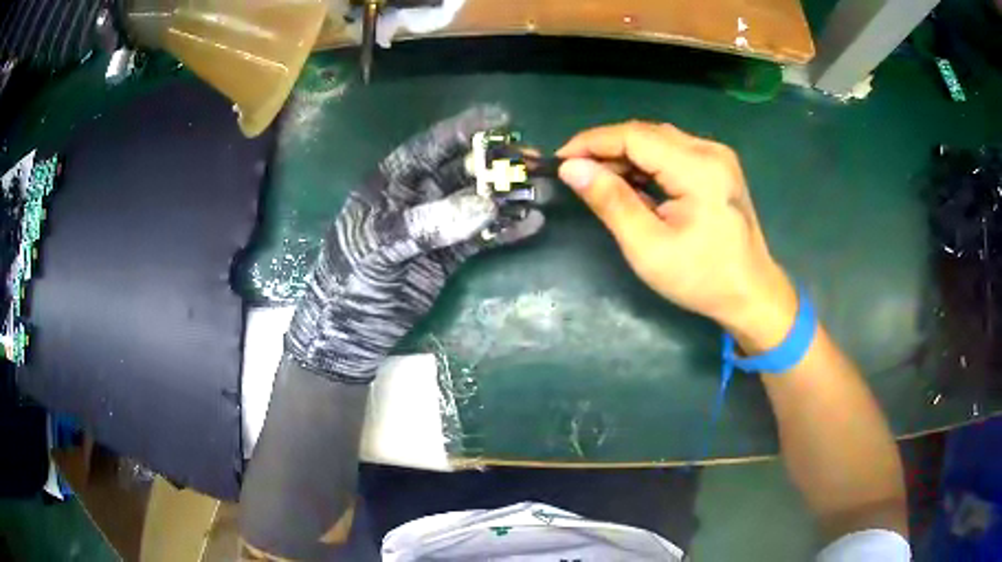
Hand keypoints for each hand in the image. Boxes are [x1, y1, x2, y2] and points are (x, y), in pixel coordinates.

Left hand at [285, 106, 543, 381]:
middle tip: (532, 160)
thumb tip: (485, 204)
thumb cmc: (350, 283)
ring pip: (477, 203)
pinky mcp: (449, 258)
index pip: (429, 146)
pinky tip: (532, 224)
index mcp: (390, 184)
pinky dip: (506, 231)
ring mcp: (435, 228)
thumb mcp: (377, 247)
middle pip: (461, 171)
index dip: (464, 129)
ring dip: (508, 196)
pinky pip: (482, 238)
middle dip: (496, 163)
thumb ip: (426, 224)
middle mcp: (416, 198)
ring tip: (541, 192)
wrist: (348, 335)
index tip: (502, 118)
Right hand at [557, 121, 795, 348]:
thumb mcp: (649, 247)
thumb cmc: (701, 278)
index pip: (634, 136)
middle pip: (646, 133)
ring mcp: (717, 156)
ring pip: (658, 140)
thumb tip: (572, 168)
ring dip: (625, 154)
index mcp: (698, 168)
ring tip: (598, 178)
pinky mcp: (718, 167)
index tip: (561, 159)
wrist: (752, 294)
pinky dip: (646, 162)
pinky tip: (631, 181)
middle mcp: (710, 151)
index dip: (592, 142)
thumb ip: (611, 202)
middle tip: (577, 172)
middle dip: (607, 148)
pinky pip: (673, 152)